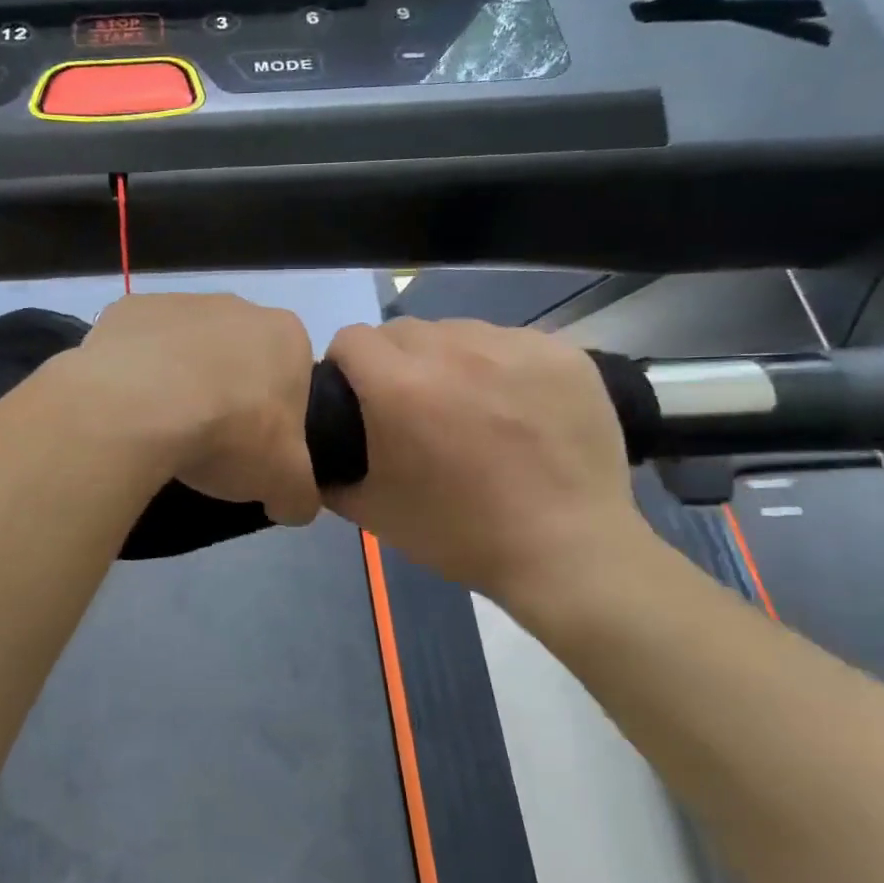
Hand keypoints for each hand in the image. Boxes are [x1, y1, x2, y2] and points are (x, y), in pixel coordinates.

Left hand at [69, 294, 321, 526]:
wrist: (140, 407)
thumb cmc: (230, 434)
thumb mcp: (285, 482)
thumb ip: (300, 493)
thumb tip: (293, 504)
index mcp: (285, 335)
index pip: (292, 375)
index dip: (276, 415)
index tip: (255, 447)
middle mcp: (235, 307)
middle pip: (237, 357)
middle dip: (228, 392)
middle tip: (209, 441)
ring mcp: (177, 302)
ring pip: (185, 348)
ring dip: (179, 381)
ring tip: (160, 429)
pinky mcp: (126, 311)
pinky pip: (137, 347)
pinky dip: (133, 373)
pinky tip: (126, 407)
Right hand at [323, 318, 656, 613]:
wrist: (567, 552)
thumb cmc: (460, 534)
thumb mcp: (373, 512)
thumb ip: (330, 474)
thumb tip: (317, 452)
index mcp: (399, 385)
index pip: (351, 339)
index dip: (346, 366)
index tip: (358, 397)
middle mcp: (452, 350)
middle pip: (402, 331)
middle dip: (394, 362)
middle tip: (413, 408)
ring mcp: (512, 346)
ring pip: (457, 331)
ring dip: (447, 359)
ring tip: (468, 405)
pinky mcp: (560, 352)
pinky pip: (509, 342)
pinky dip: (499, 365)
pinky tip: (515, 407)